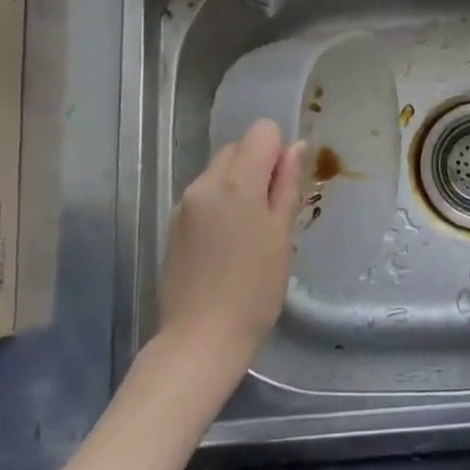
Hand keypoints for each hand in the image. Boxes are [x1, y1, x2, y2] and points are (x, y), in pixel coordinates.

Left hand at [154, 119, 306, 370]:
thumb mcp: (281, 236)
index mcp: (236, 182)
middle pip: (238, 148)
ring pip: (220, 172)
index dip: (279, 150)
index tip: (286, 186)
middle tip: (273, 213)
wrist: (200, 339)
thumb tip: (296, 146)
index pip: (261, 131)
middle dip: (259, 167)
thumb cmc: (254, 290)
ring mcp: (184, 204)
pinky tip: (227, 245)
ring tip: (250, 233)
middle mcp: (205, 183)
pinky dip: (221, 205)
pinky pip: (204, 196)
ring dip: (239, 186)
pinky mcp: (173, 224)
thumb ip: (288, 186)